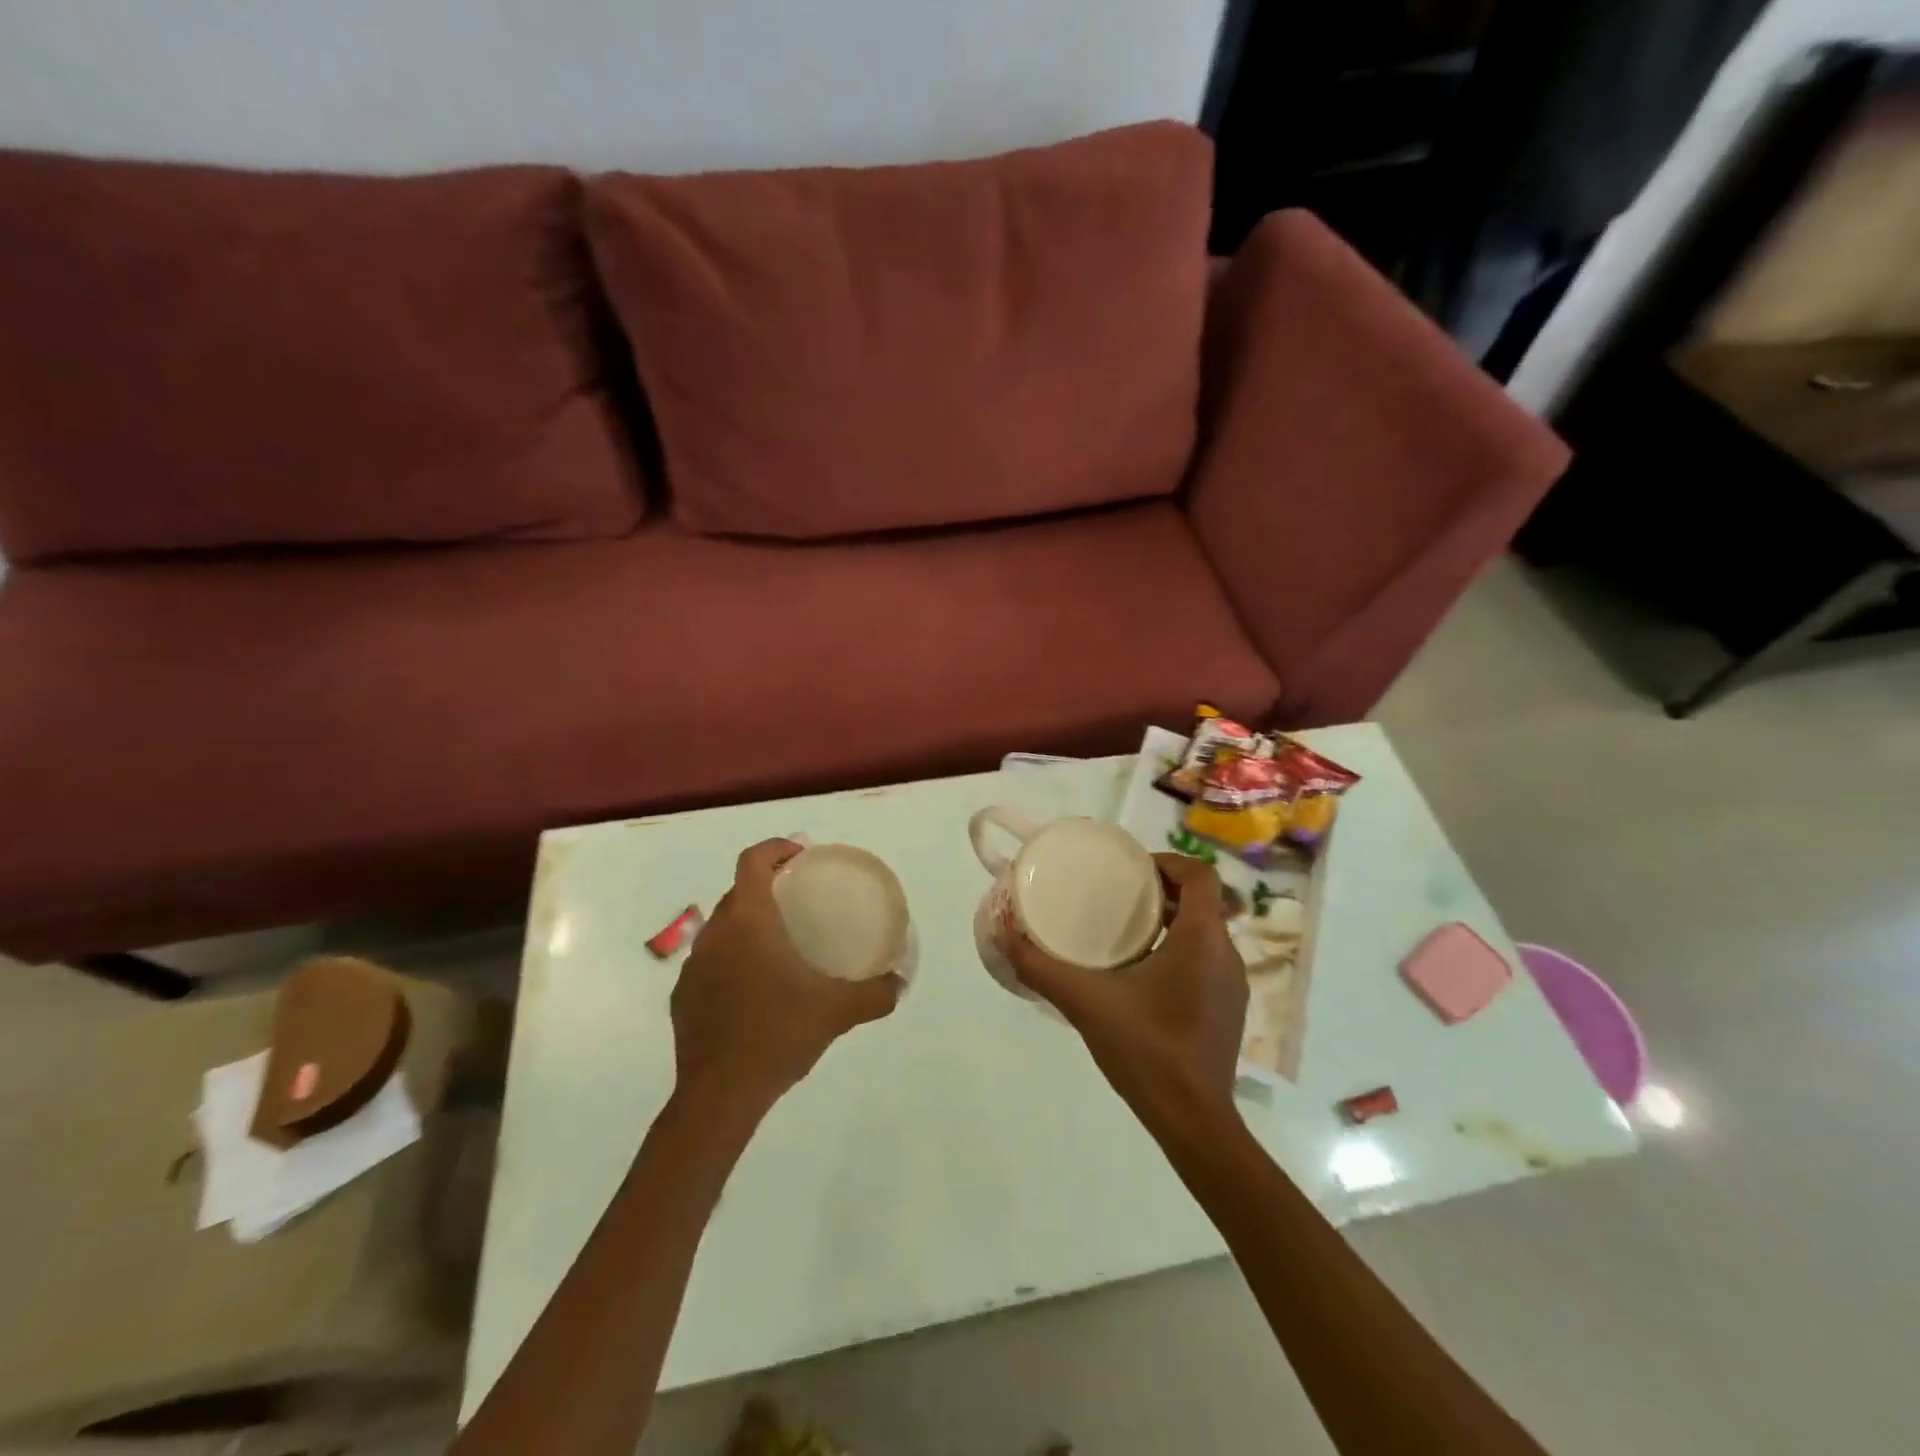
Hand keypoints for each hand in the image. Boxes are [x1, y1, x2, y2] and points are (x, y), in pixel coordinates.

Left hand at [671, 839, 900, 1113]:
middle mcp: (716, 934)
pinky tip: (753, 989)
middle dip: (767, 886)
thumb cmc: (779, 1035)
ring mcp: (693, 966)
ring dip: (747, 924)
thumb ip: (875, 993)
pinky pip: (710, 961)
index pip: (753, 861)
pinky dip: (731, 959)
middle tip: (798, 900)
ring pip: (722, 927)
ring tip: (778, 944)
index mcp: (749, 921)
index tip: (801, 856)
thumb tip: (900, 983)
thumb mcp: (837, 1011)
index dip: (776, 848)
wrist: (719, 1095)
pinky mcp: (683, 996)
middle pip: (738, 891)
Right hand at [1002, 854, 1246, 1115]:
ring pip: (1206, 933)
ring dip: (1173, 922)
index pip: (1201, 875)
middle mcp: (1226, 955)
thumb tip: (1003, 934)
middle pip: (1202, 902)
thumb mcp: (1085, 1002)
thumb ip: (1041, 967)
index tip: (1133, 870)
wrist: (1193, 1121)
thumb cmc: (1146, 1049)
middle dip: (1163, 891)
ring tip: (1128, 931)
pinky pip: (1208, 961)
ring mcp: (1233, 986)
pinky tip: (1145, 975)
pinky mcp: (1230, 1011)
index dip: (1169, 861)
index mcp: (1202, 939)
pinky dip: (1181, 951)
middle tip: (1121, 895)